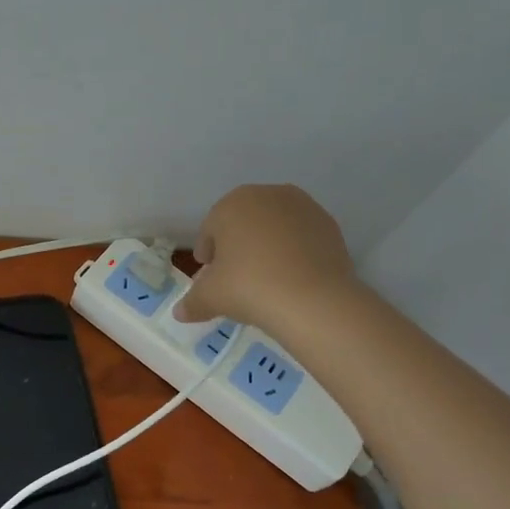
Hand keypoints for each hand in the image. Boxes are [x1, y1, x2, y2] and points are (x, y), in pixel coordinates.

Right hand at [174, 183, 359, 329]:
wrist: (313, 299)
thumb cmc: (249, 287)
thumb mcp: (210, 297)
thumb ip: (192, 302)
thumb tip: (180, 312)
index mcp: (232, 204)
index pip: (210, 228)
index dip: (207, 253)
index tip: (208, 275)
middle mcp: (267, 195)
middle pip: (243, 223)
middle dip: (237, 246)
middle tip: (234, 277)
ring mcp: (303, 207)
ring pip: (274, 228)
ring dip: (266, 246)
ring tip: (265, 278)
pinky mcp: (329, 225)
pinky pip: (300, 238)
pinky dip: (293, 252)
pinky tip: (291, 278)